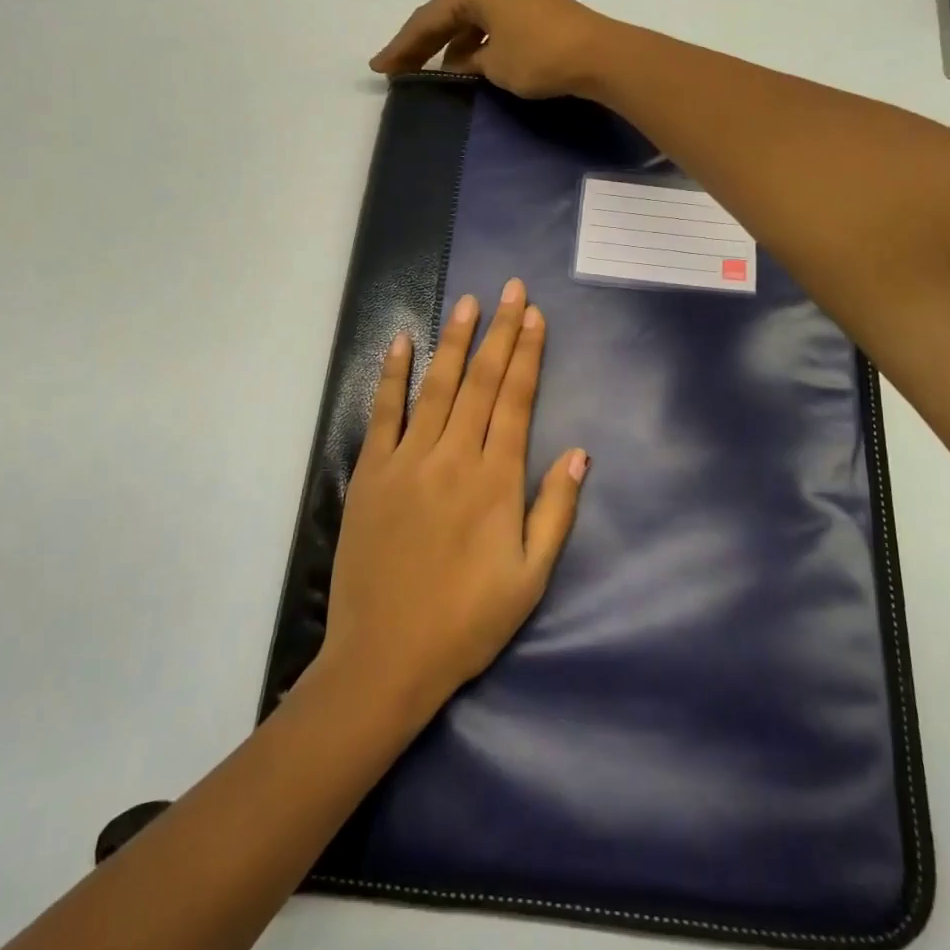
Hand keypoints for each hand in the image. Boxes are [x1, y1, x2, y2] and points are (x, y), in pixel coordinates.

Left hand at [317, 277, 588, 724]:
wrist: (385, 658)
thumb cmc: (466, 622)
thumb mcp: (530, 578)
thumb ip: (555, 511)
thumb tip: (579, 453)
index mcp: (495, 481)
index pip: (517, 400)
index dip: (528, 354)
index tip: (535, 316)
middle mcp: (453, 457)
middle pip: (482, 382)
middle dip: (500, 332)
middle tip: (511, 290)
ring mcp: (407, 461)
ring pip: (437, 386)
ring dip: (455, 341)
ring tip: (469, 303)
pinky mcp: (370, 473)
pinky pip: (383, 413)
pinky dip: (392, 375)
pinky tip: (401, 341)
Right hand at [370, 0, 621, 98]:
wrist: (602, 55)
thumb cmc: (540, 56)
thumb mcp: (494, 65)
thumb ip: (468, 62)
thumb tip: (458, 63)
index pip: (429, 18)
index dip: (402, 46)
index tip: (380, 67)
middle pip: (450, 14)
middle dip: (424, 43)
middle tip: (399, 69)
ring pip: (475, 19)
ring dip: (454, 45)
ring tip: (435, 74)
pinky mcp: (540, 7)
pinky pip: (496, 24)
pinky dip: (480, 43)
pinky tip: (474, 64)